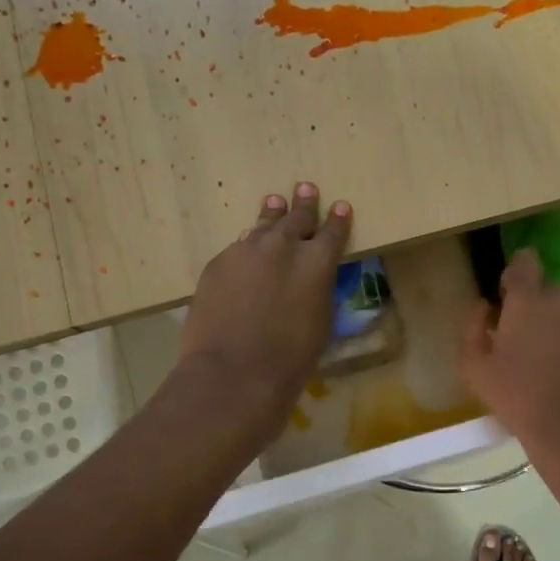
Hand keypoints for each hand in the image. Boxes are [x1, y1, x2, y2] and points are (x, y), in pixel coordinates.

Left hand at [180, 183, 351, 435]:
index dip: (338, 220)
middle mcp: (283, 247)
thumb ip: (316, 290)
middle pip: (296, 218)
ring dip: (272, 214)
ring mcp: (246, 251)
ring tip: (275, 202)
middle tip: (306, 188)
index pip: (332, 232)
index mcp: (317, 263)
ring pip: (263, 225)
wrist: (233, 373)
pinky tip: (246, 243)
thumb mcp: (320, 323)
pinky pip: (238, 247)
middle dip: (304, 204)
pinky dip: (247, 244)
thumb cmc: (290, 360)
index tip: (341, 206)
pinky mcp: (218, 263)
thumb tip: (308, 277)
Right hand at [458, 248, 559, 461]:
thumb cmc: (517, 398)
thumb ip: (472, 327)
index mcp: (528, 301)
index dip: (516, 273)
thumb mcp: (474, 368)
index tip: (510, 297)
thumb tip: (483, 306)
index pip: (525, 261)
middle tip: (528, 343)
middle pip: (547, 290)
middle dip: (537, 308)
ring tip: (554, 359)